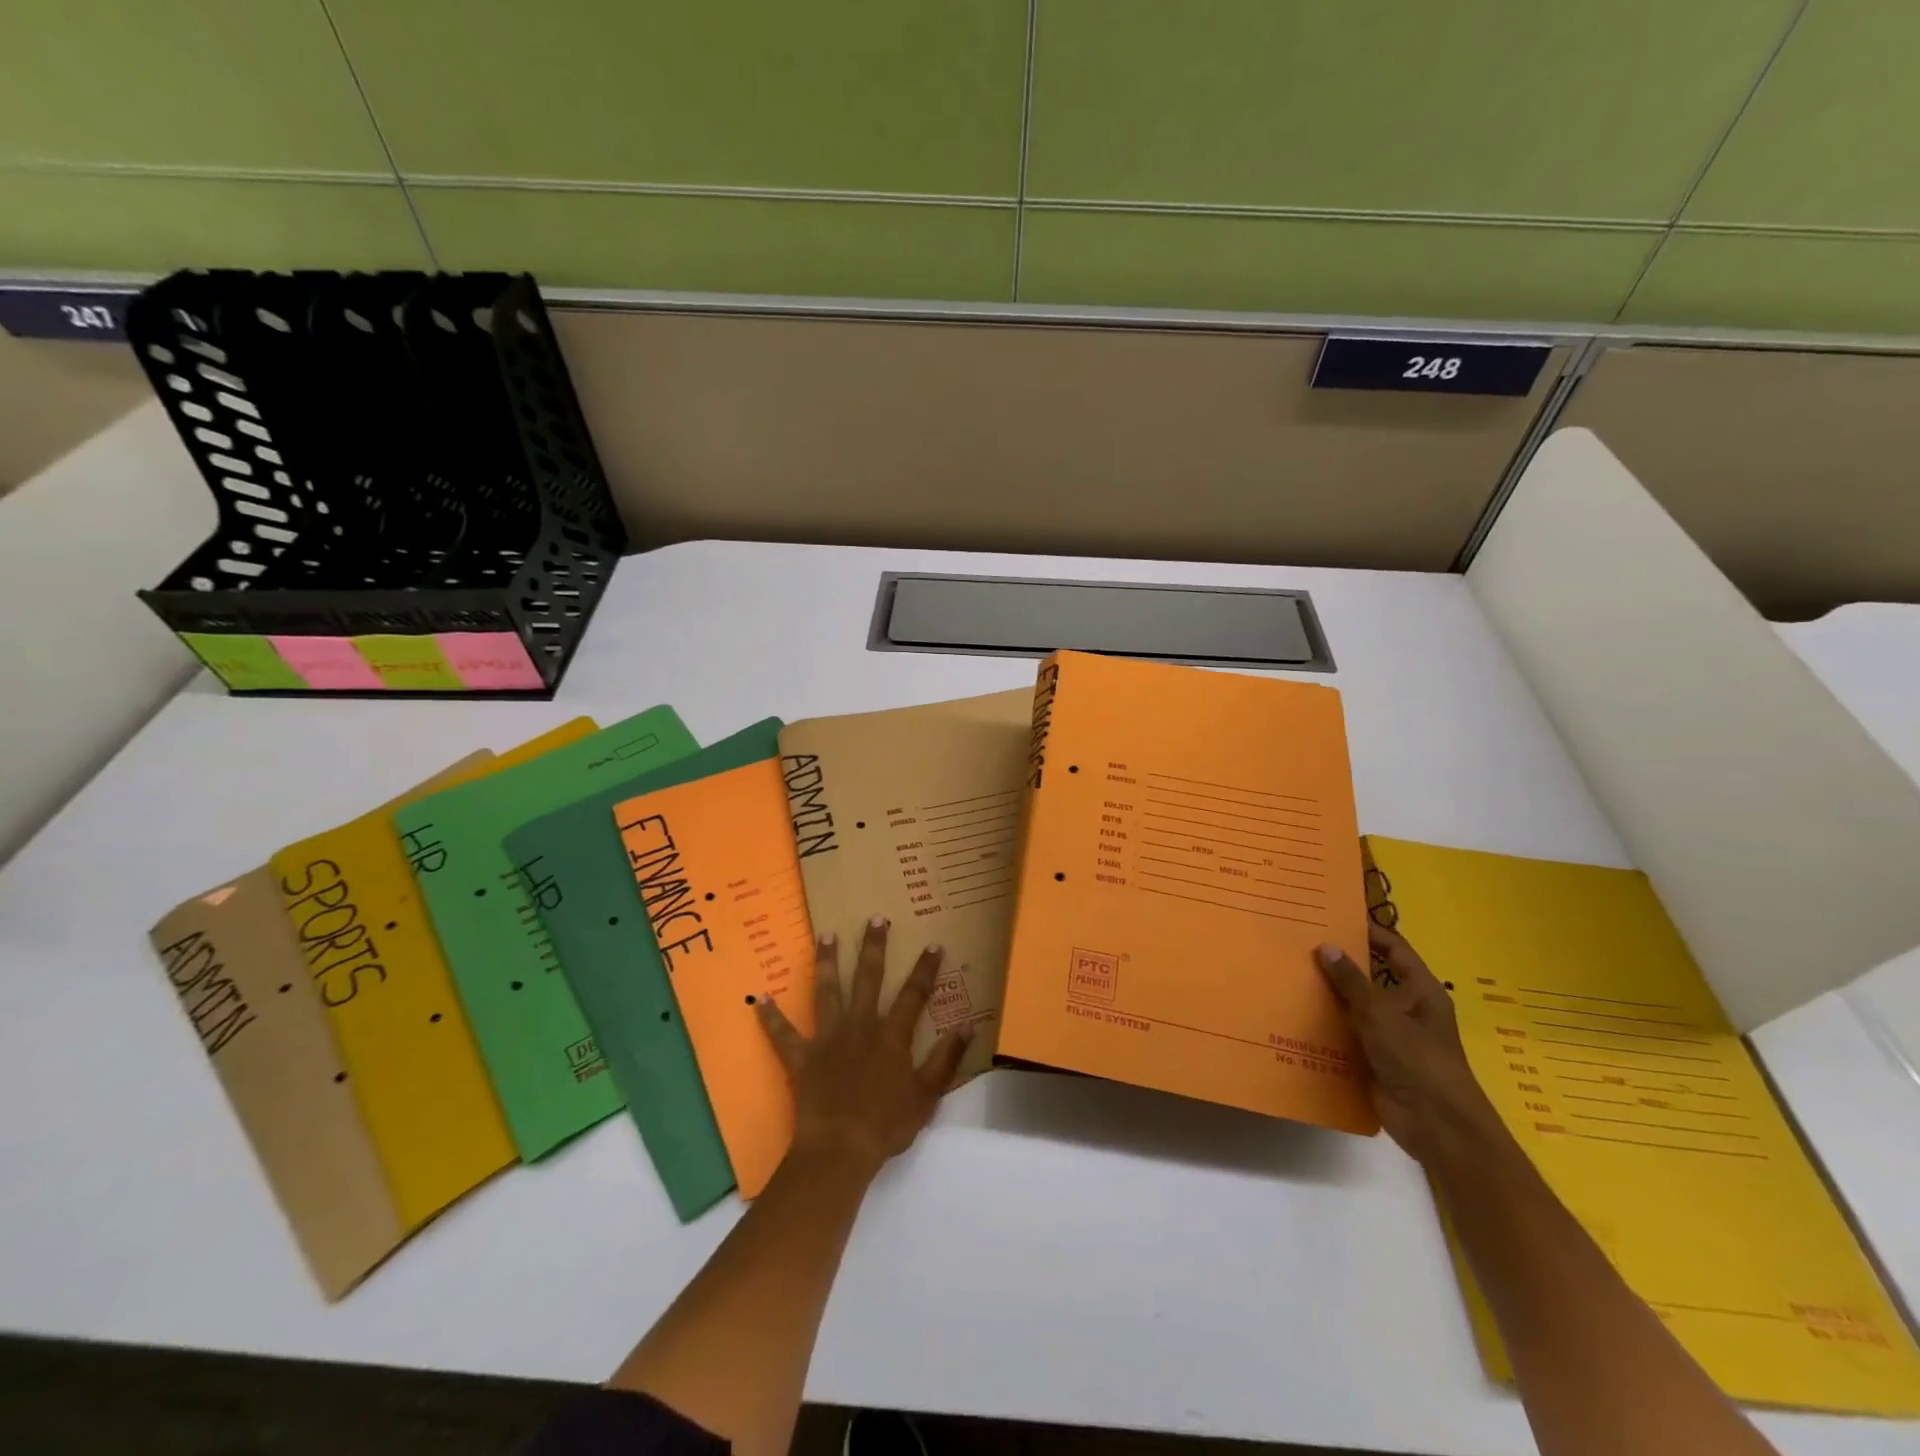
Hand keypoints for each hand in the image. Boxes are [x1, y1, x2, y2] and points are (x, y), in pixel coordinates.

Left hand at [757, 916, 970, 1179]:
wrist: (840, 1149)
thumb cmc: (886, 1125)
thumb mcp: (927, 1096)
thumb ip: (946, 1060)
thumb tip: (967, 1026)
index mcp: (891, 1036)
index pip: (914, 995)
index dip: (925, 969)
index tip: (932, 944)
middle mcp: (860, 1027)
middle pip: (868, 979)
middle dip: (874, 947)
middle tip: (876, 918)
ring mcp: (828, 1039)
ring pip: (827, 992)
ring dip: (827, 962)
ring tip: (826, 935)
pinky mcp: (801, 1057)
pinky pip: (783, 1035)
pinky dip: (771, 1017)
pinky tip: (760, 999)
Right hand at [1316, 924, 1508, 1166]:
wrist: (1436, 1125)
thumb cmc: (1417, 1060)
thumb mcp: (1381, 1014)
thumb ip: (1351, 981)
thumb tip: (1325, 946)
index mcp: (1420, 991)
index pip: (1393, 949)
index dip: (1368, 931)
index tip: (1333, 916)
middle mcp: (1406, 1008)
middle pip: (1370, 976)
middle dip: (1339, 962)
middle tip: (1300, 942)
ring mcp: (1389, 1034)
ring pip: (1354, 1005)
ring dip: (1328, 994)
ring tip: (1289, 972)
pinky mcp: (1372, 1057)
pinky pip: (1345, 1033)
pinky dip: (1325, 1025)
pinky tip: (1293, 1013)